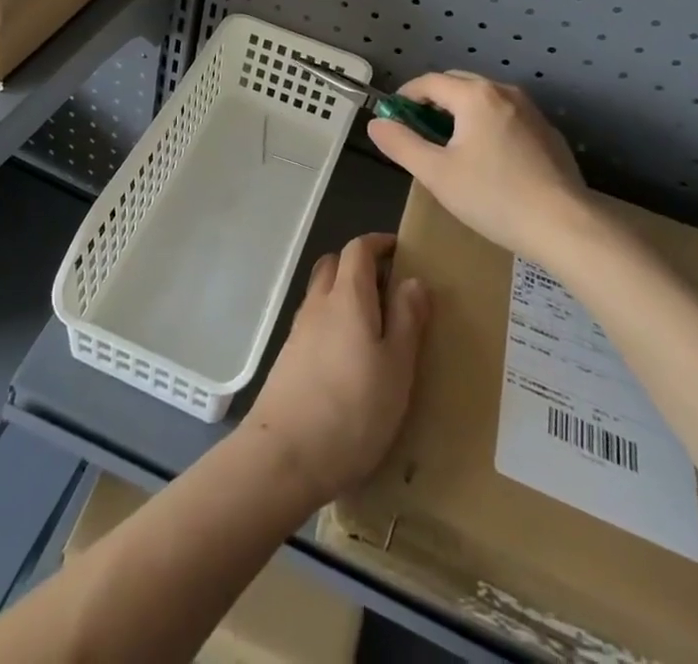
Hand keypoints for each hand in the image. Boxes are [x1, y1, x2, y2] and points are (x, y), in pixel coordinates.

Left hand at [245, 234, 428, 507]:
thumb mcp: (397, 368)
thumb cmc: (353, 409)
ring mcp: (298, 330)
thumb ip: (406, 320)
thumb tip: (413, 279)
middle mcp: (318, 303)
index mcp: (347, 296)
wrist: (284, 455)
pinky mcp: (287, 358)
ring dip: (344, 294)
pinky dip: (332, 322)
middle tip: (389, 289)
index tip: (401, 251)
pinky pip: (313, 322)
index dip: (378, 243)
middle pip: (334, 264)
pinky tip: (348, 358)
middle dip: (359, 265)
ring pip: (321, 293)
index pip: (358, 249)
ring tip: (373, 327)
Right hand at [368, 71, 592, 262]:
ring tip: (450, 146)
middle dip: (432, 101)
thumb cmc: (493, 197)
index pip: (429, 81)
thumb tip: (376, 123)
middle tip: (417, 132)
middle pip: (458, 84)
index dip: (405, 96)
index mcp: (474, 95)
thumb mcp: (436, 174)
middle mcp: (504, 91)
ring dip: (460, 112)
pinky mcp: (548, 132)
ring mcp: (531, 110)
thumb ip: (401, 144)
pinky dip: (487, 125)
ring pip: (484, 99)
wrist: (565, 226)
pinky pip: (506, 116)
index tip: (392, 118)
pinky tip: (488, 160)